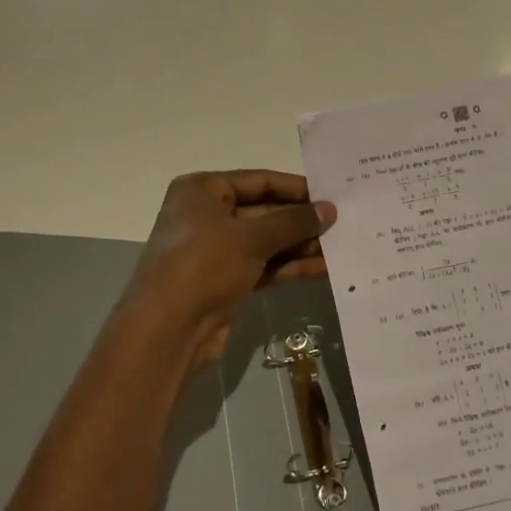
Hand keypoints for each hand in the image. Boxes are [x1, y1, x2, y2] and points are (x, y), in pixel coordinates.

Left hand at [124, 170, 335, 366]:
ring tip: (342, 246)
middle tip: (342, 222)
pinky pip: (264, 267)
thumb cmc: (204, 265)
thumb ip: (293, 222)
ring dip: (301, 245)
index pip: (258, 181)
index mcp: (202, 191)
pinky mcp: (226, 282)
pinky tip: (324, 269)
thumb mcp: (251, 237)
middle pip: (264, 211)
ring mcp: (216, 252)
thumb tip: (329, 210)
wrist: (168, 329)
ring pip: (266, 242)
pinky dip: (290, 267)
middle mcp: (207, 216)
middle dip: (301, 220)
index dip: (295, 188)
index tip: (331, 194)